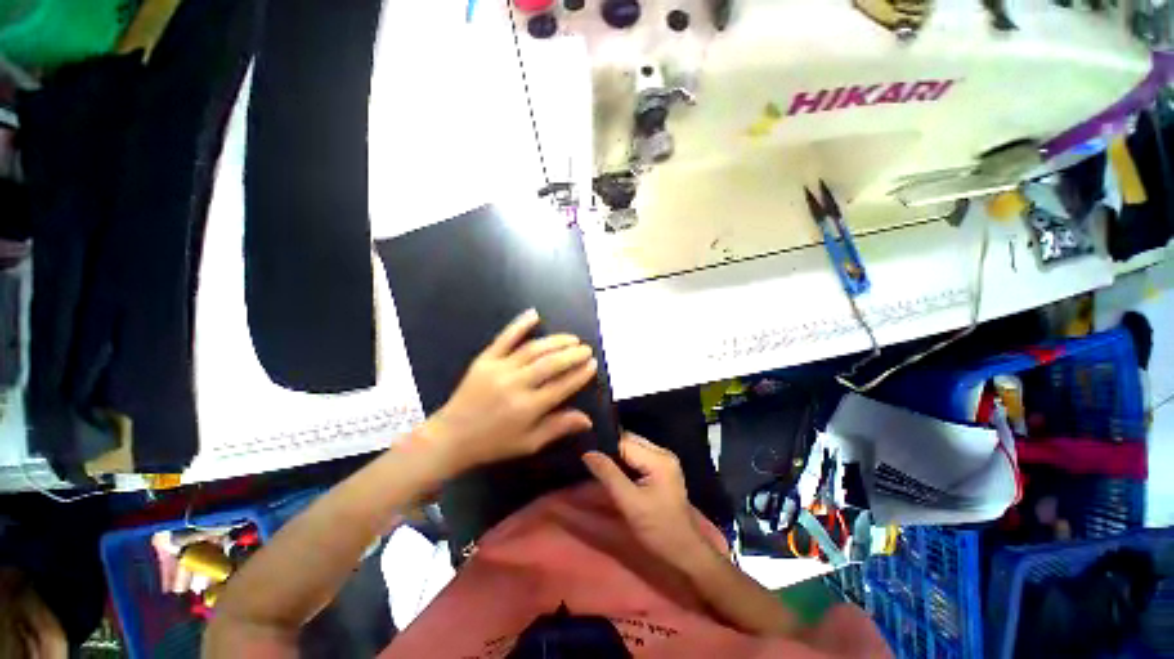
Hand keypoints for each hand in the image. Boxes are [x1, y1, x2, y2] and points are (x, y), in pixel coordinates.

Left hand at [423, 309, 597, 474]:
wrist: (451, 437)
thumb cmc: (493, 443)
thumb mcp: (528, 443)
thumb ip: (558, 427)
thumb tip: (588, 419)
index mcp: (528, 408)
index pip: (562, 386)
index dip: (580, 374)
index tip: (592, 364)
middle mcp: (516, 385)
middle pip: (550, 364)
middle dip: (572, 354)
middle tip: (586, 349)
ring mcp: (499, 369)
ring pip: (533, 349)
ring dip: (555, 341)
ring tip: (572, 338)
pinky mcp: (485, 360)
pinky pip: (504, 338)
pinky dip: (519, 324)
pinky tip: (534, 314)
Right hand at [583, 433, 712, 570]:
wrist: (685, 552)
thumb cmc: (658, 529)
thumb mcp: (630, 503)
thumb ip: (608, 475)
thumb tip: (588, 453)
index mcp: (659, 459)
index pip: (625, 441)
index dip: (605, 445)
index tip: (585, 450)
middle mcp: (663, 453)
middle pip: (629, 441)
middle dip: (610, 448)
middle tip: (588, 457)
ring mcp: (664, 460)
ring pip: (633, 448)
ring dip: (616, 456)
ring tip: (597, 462)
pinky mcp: (662, 469)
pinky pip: (638, 457)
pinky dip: (625, 462)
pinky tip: (613, 470)